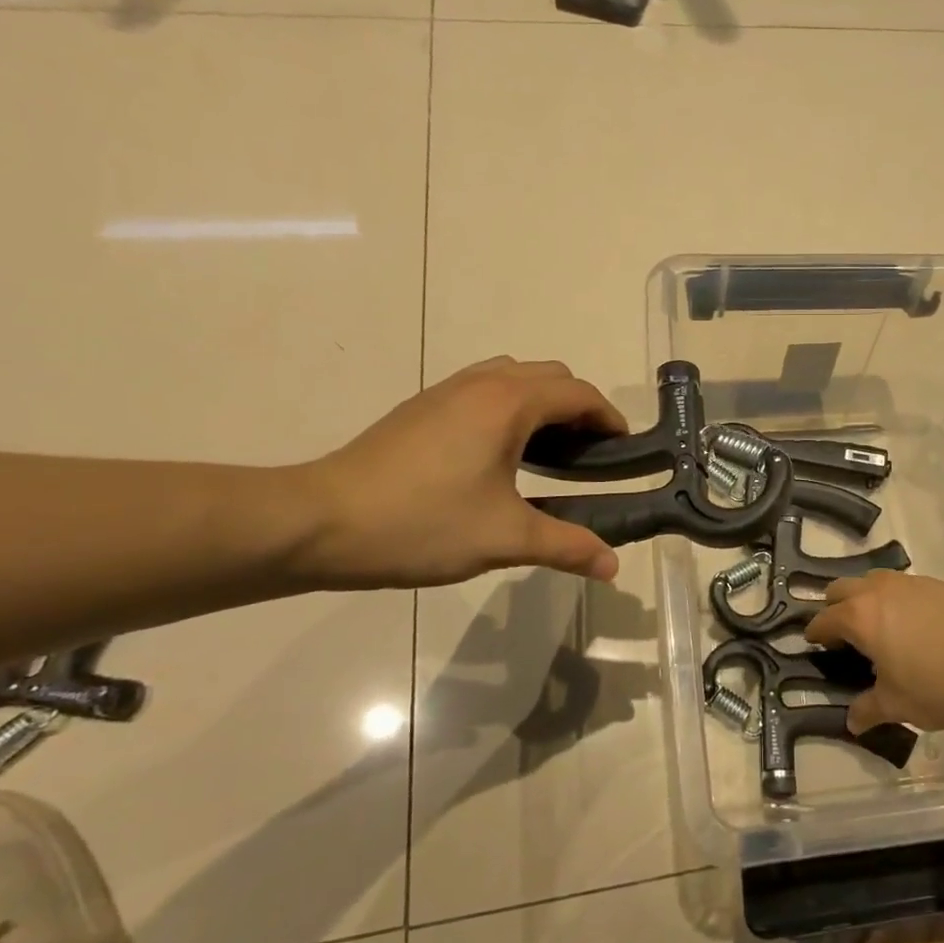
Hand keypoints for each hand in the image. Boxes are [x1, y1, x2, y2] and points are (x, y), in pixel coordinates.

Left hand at [292, 357, 627, 588]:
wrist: (318, 522)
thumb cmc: (421, 524)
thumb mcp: (504, 539)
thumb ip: (567, 546)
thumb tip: (613, 567)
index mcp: (509, 404)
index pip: (579, 395)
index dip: (610, 419)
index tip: (624, 451)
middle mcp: (482, 383)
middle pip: (550, 376)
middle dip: (579, 408)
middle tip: (588, 455)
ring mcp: (446, 391)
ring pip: (513, 376)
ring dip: (542, 403)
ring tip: (547, 452)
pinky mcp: (421, 407)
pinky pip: (483, 387)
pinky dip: (509, 406)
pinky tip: (497, 454)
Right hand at [804, 571, 943, 733]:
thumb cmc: (937, 687)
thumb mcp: (897, 705)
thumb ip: (868, 710)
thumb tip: (852, 722)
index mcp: (860, 618)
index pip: (824, 619)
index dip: (815, 634)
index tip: (814, 644)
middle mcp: (878, 591)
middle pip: (841, 588)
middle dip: (834, 608)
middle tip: (842, 635)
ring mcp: (908, 583)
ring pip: (871, 580)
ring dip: (863, 598)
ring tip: (876, 626)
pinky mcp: (934, 584)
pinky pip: (901, 584)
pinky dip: (894, 598)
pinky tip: (910, 623)